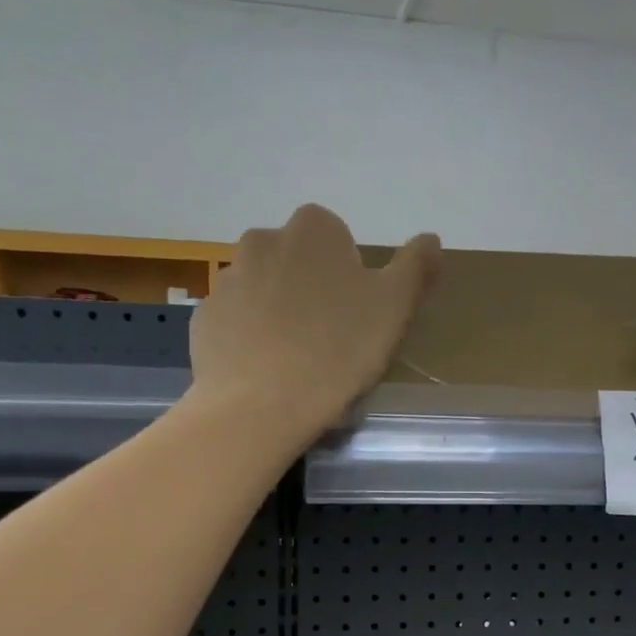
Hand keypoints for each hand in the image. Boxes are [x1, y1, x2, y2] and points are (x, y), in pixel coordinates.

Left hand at [190, 203, 439, 448]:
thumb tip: (431, 238)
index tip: (355, 319)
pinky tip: (264, 373)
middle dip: (311, 293)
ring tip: (294, 364)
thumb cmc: (337, 352)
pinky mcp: (204, 319)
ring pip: (263, 292)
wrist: (260, 405)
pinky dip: (249, 340)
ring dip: (278, 315)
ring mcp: (227, 280)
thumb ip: (415, 267)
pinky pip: (235, 323)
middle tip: (328, 343)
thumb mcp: (395, 309)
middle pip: (297, 264)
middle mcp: (263, 241)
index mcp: (313, 230)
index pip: (338, 241)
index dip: (350, 280)